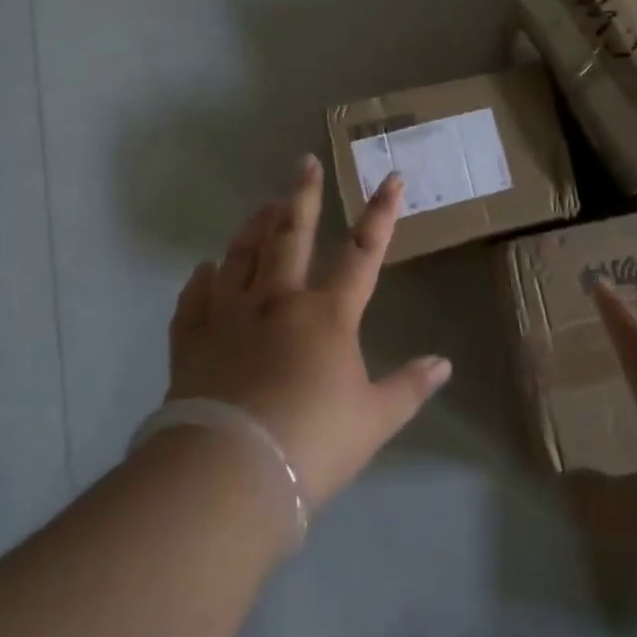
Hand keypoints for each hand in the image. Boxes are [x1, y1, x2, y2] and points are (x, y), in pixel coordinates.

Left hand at [163, 155, 451, 506]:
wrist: (229, 473)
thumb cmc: (312, 442)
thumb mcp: (373, 420)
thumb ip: (408, 387)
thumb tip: (444, 364)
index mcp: (327, 314)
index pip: (362, 253)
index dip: (381, 214)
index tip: (392, 179)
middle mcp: (278, 301)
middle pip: (290, 236)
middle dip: (303, 196)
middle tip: (304, 163)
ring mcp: (230, 317)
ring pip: (241, 257)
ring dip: (253, 227)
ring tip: (263, 206)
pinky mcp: (193, 342)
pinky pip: (195, 300)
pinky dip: (202, 280)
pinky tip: (205, 269)